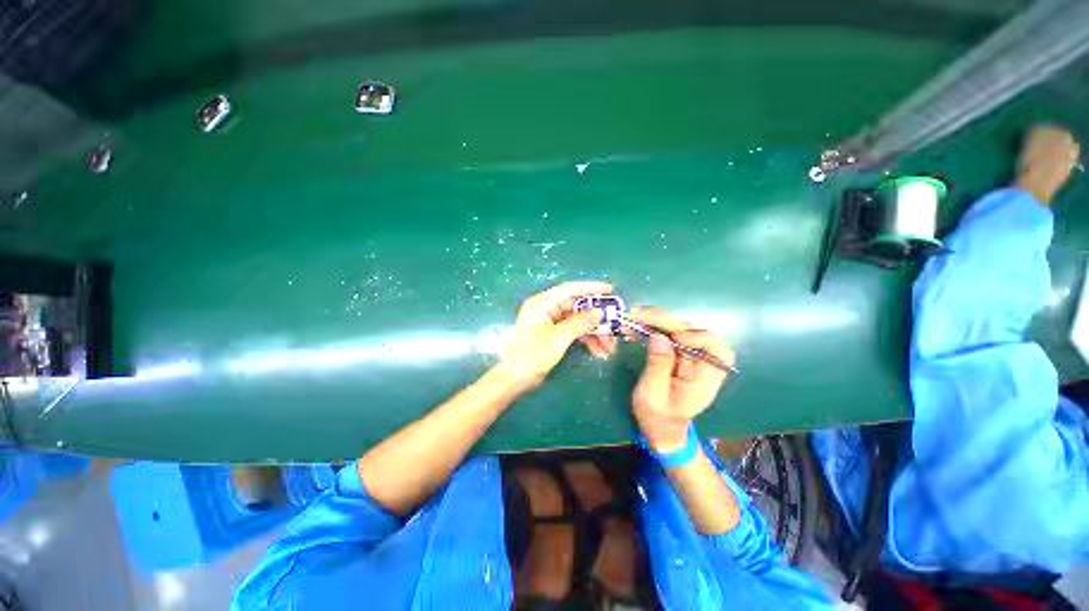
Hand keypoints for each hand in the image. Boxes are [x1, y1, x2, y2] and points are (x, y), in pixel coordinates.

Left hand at [494, 281, 615, 394]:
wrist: (514, 378)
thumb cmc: (532, 354)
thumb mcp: (559, 338)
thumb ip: (580, 323)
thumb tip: (599, 312)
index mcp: (543, 303)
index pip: (570, 289)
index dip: (591, 288)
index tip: (610, 290)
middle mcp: (547, 309)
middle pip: (577, 307)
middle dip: (597, 319)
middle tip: (616, 326)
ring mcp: (550, 322)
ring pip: (578, 322)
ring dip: (595, 333)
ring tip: (610, 348)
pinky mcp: (553, 335)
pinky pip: (574, 332)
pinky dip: (586, 340)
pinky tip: (599, 352)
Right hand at [630, 308, 734, 452]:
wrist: (659, 426)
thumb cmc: (658, 417)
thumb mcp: (653, 394)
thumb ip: (658, 366)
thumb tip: (659, 337)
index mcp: (705, 378)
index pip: (715, 348)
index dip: (697, 337)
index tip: (673, 338)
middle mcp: (700, 362)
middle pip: (691, 332)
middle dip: (665, 321)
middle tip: (638, 315)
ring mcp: (688, 356)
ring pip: (678, 329)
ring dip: (656, 320)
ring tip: (634, 316)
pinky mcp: (677, 353)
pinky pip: (667, 334)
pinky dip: (652, 327)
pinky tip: (637, 324)